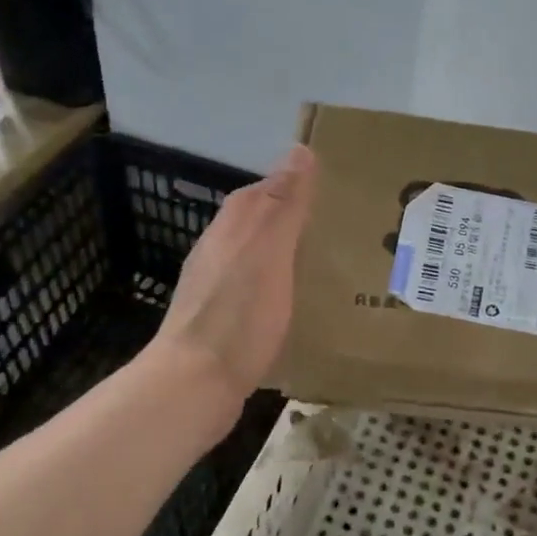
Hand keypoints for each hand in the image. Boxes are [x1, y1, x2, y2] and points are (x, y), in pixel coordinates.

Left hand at [151, 143, 316, 402]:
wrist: (194, 385)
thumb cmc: (238, 315)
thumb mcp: (269, 252)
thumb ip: (284, 204)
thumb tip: (299, 150)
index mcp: (231, 227)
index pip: (264, 190)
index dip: (296, 185)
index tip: (336, 190)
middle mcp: (219, 251)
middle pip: (260, 223)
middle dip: (295, 220)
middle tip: (342, 230)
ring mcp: (216, 288)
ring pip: (258, 257)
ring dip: (288, 255)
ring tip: (329, 265)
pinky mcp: (222, 321)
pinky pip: (257, 291)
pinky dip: (280, 288)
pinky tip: (300, 304)